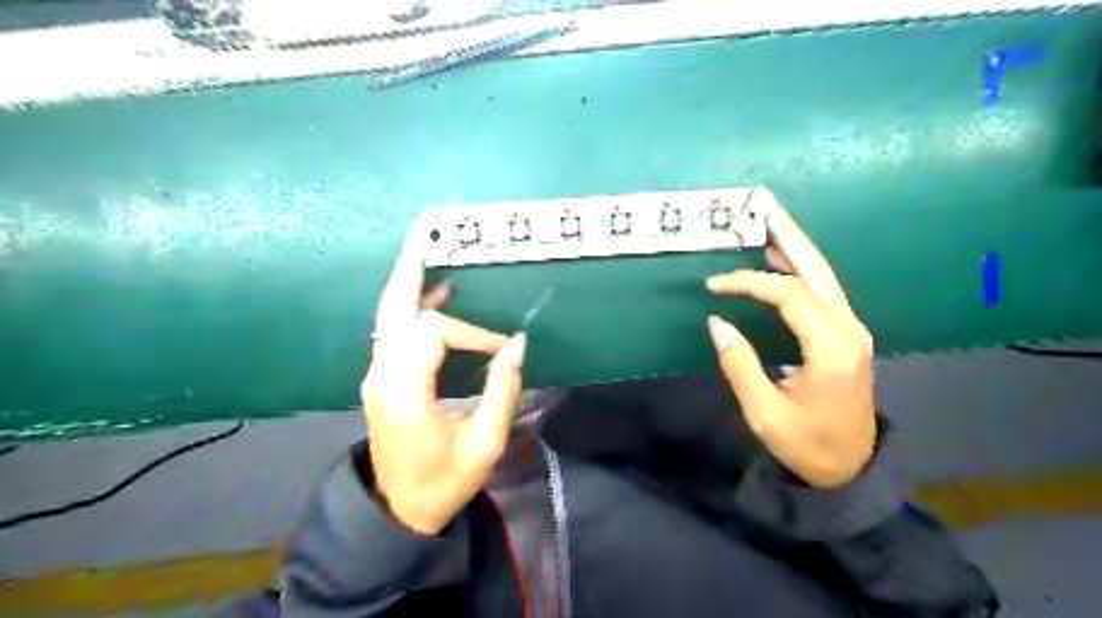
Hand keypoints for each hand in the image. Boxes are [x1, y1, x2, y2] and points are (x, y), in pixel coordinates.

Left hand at [362, 228, 524, 535]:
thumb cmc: (445, 480)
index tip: (500, 350)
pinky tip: (433, 296)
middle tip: (421, 238)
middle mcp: (382, 376)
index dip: (472, 333)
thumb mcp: (484, 441)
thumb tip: (516, 343)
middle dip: (410, 273)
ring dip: (408, 286)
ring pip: (387, 318)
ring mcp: (375, 376)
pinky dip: (410, 309)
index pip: (434, 334)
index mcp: (405, 393)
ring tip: (425, 253)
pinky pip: (393, 333)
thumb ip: (503, 389)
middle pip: (393, 310)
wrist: (399, 508)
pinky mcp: (380, 380)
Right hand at [705, 197, 879, 487]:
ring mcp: (853, 330)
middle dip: (789, 236)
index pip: (788, 295)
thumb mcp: (764, 413)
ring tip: (769, 223)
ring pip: (824, 276)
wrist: (852, 467)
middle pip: (817, 270)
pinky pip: (823, 291)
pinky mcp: (847, 335)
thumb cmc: (806, 444)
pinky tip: (781, 259)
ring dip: (795, 247)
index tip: (714, 286)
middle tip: (764, 207)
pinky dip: (800, 269)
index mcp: (831, 349)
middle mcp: (849, 330)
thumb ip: (740, 365)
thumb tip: (717, 321)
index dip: (749, 283)